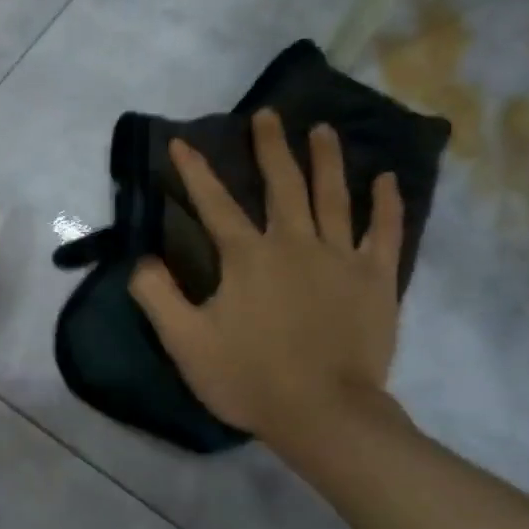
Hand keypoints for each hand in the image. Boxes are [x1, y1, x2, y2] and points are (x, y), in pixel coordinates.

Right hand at [128, 109, 403, 459]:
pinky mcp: (375, 279)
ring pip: (333, 196)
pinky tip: (387, 179)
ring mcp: (340, 257)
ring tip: (323, 130)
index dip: (195, 172)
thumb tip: (141, 260)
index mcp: (247, 257)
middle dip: (271, 147)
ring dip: (327, 160)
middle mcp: (295, 243)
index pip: (215, 204)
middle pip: (283, 184)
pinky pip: (384, 232)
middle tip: (268, 116)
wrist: (323, 413)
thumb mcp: (186, 343)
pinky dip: (386, 204)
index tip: (183, 142)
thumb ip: (158, 297)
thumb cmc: (250, 379)